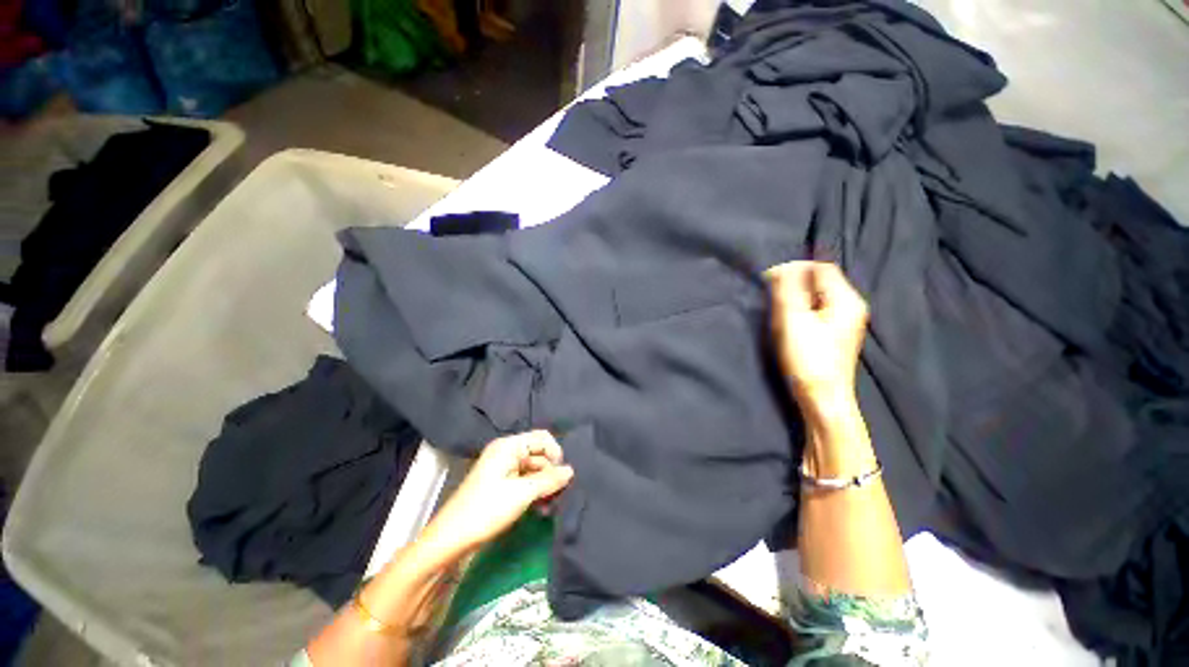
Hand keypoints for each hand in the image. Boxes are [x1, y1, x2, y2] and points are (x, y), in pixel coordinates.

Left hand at [420, 431, 574, 557]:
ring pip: (534, 470)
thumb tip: (571, 471)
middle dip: (551, 473)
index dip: (556, 454)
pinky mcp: (502, 485)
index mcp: (509, 446)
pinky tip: (541, 509)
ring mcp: (504, 469)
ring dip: (544, 486)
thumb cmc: (486, 510)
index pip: (542, 438)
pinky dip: (535, 493)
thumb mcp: (522, 493)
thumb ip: (549, 480)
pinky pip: (526, 482)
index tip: (562, 476)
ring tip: (550, 506)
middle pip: (539, 454)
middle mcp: (507, 453)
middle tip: (559, 495)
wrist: (451, 540)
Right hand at [766, 261, 868, 406]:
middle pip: (819, 281)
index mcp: (846, 299)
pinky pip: (816, 309)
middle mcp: (850, 306)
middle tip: (771, 296)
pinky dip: (800, 309)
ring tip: (778, 310)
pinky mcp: (834, 333)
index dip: (794, 268)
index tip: (769, 278)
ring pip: (816, 296)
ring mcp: (844, 320)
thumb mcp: (794, 320)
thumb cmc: (808, 358)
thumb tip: (781, 267)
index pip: (821, 268)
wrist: (822, 396)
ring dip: (795, 297)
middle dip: (793, 283)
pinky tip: (788, 322)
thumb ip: (788, 290)